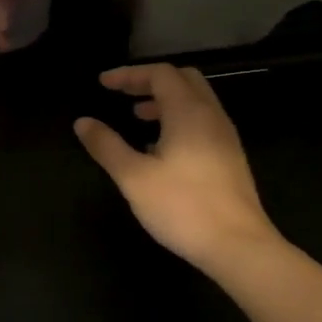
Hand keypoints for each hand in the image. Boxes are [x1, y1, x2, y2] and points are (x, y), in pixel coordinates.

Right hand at [74, 64, 279, 270]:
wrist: (239, 246)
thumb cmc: (183, 207)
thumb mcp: (134, 177)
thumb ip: (107, 146)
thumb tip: (83, 122)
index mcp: (189, 112)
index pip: (160, 74)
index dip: (129, 74)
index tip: (103, 84)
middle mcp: (211, 116)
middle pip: (183, 80)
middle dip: (150, 82)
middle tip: (123, 95)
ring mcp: (225, 137)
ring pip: (196, 101)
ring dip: (165, 101)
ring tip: (138, 118)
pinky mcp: (230, 158)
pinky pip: (203, 122)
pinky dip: (179, 120)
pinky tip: (162, 148)